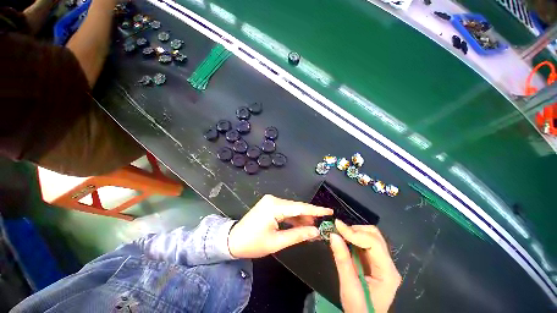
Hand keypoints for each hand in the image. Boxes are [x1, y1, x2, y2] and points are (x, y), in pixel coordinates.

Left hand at [228, 195, 332, 258]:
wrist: (232, 240)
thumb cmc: (253, 243)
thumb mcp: (277, 242)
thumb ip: (298, 235)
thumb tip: (316, 231)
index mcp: (274, 206)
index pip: (299, 207)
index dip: (316, 210)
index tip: (329, 211)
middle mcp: (273, 199)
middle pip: (296, 207)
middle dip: (309, 216)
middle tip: (321, 226)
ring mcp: (271, 201)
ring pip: (291, 209)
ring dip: (301, 218)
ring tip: (312, 229)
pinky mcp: (270, 205)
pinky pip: (285, 210)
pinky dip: (293, 218)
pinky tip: (300, 225)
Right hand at [330, 220, 400, 312]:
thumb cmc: (359, 309)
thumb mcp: (349, 286)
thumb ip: (342, 260)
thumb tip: (333, 235)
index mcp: (388, 272)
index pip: (373, 243)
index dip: (354, 233)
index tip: (337, 226)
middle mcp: (389, 264)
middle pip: (375, 236)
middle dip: (355, 230)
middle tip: (338, 230)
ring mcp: (383, 263)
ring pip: (370, 237)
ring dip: (354, 232)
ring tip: (339, 233)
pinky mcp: (374, 262)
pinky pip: (365, 243)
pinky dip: (353, 238)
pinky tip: (344, 239)